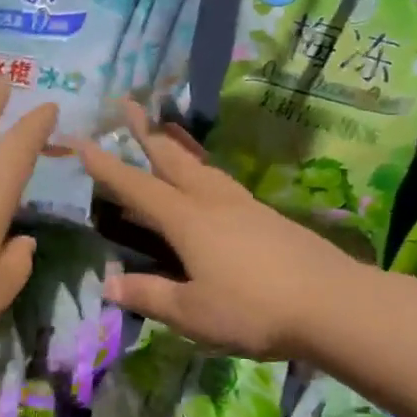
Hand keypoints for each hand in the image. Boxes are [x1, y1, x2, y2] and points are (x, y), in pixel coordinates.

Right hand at [71, 101, 357, 359]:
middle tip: (126, 103)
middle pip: (173, 159)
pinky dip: (202, 168)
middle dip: (145, 132)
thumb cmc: (253, 310)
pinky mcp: (267, 216)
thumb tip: (108, 285)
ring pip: (201, 165)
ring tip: (164, 129)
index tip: (83, 140)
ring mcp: (244, 205)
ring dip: (176, 145)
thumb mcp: (192, 313)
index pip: (138, 188)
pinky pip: (222, 181)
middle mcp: (213, 202)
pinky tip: (208, 181)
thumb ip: (149, 295)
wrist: (333, 304)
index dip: (108, 166)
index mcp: (188, 221)